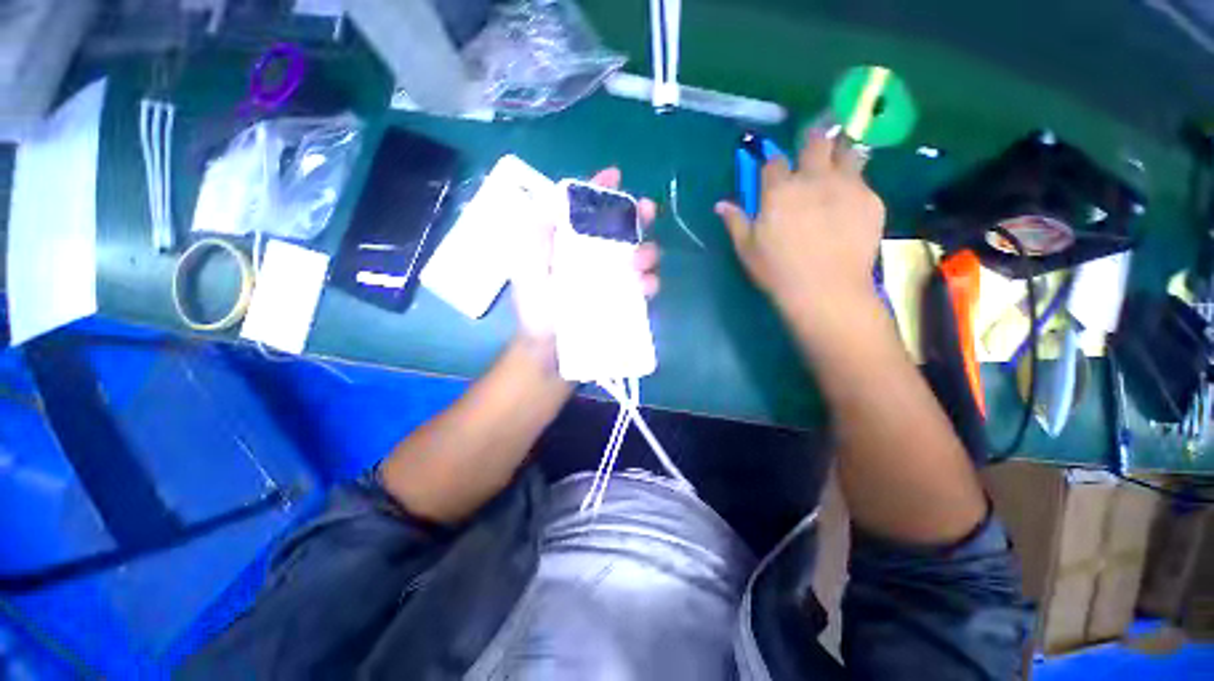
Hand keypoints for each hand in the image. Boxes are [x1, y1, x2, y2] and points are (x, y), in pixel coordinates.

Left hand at [511, 167, 659, 360]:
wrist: (550, 354)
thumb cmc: (536, 312)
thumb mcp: (526, 270)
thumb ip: (536, 236)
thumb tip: (552, 199)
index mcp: (570, 246)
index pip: (586, 212)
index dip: (599, 190)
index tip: (615, 175)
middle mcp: (594, 259)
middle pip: (619, 230)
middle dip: (635, 215)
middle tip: (647, 211)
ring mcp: (612, 281)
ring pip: (638, 256)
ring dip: (646, 250)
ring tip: (640, 259)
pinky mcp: (625, 303)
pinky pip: (644, 288)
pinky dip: (649, 282)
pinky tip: (644, 286)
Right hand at [715, 130, 884, 319]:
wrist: (826, 290)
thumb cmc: (778, 271)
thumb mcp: (747, 249)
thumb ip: (735, 222)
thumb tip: (721, 204)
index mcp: (779, 190)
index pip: (774, 161)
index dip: (773, 163)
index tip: (774, 169)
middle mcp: (814, 178)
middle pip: (816, 143)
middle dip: (813, 140)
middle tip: (813, 148)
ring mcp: (847, 186)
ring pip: (848, 152)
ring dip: (841, 152)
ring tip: (839, 162)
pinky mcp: (872, 200)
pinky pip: (864, 181)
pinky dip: (856, 185)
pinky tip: (852, 202)